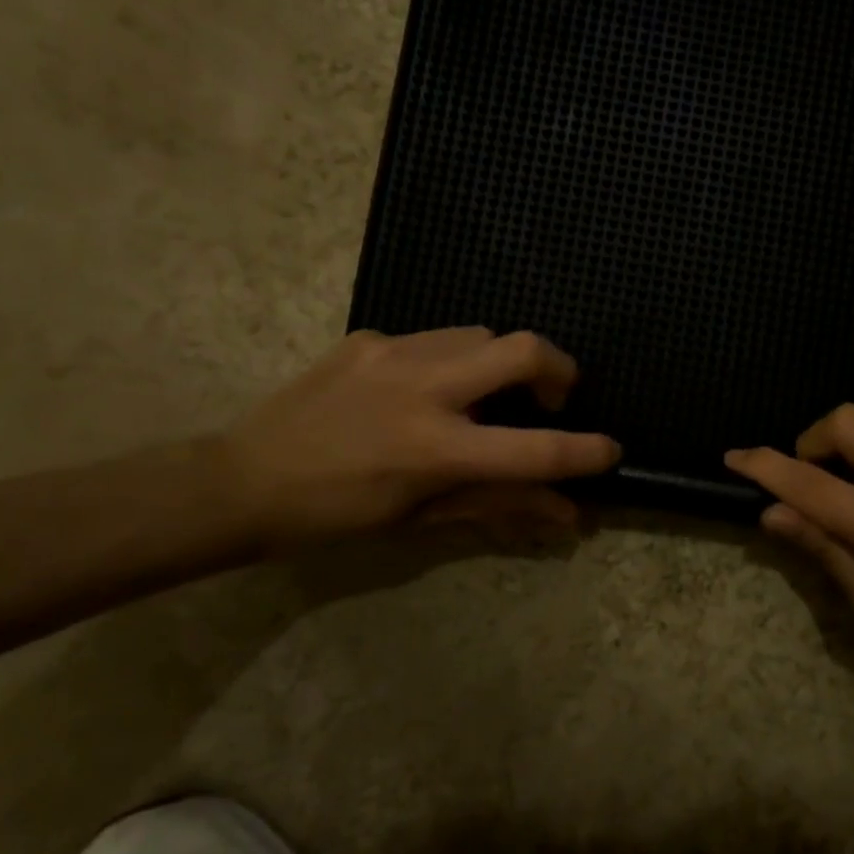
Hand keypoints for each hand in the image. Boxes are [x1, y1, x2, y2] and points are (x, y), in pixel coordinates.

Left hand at [220, 328, 620, 549]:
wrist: (242, 480)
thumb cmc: (337, 516)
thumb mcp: (422, 519)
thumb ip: (501, 507)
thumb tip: (567, 515)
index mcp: (435, 448)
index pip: (535, 449)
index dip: (586, 451)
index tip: (610, 450)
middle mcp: (423, 389)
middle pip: (522, 348)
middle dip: (559, 369)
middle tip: (554, 397)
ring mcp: (393, 353)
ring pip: (482, 334)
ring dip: (501, 363)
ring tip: (483, 397)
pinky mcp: (369, 337)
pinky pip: (434, 338)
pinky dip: (450, 362)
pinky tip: (421, 391)